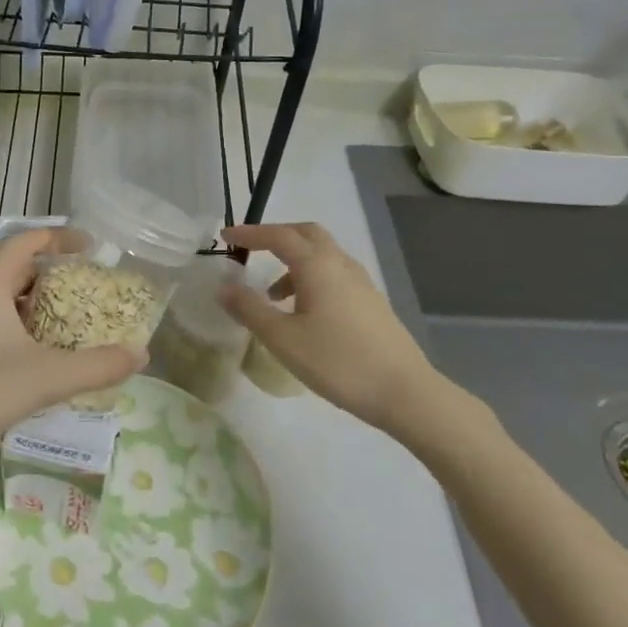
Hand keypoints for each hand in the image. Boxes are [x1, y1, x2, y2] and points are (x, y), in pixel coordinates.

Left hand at [0, 229, 144, 482]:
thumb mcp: (46, 378)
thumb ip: (97, 365)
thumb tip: (142, 355)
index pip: (27, 240)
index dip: (62, 239)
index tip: (94, 249)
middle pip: (15, 266)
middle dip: (54, 275)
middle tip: (89, 290)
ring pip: (1, 295)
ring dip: (35, 302)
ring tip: (69, 321)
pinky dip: (17, 322)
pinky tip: (35, 352)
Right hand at [220, 222, 452, 430]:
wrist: (404, 392)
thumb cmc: (338, 362)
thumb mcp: (283, 339)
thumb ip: (250, 309)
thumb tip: (223, 286)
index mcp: (317, 265)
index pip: (278, 235)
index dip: (249, 233)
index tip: (225, 237)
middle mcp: (340, 264)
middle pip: (306, 234)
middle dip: (276, 237)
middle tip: (251, 251)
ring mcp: (361, 282)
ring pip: (322, 255)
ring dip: (294, 262)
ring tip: (272, 295)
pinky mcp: (371, 302)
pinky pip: (334, 274)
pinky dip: (311, 278)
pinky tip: (304, 313)